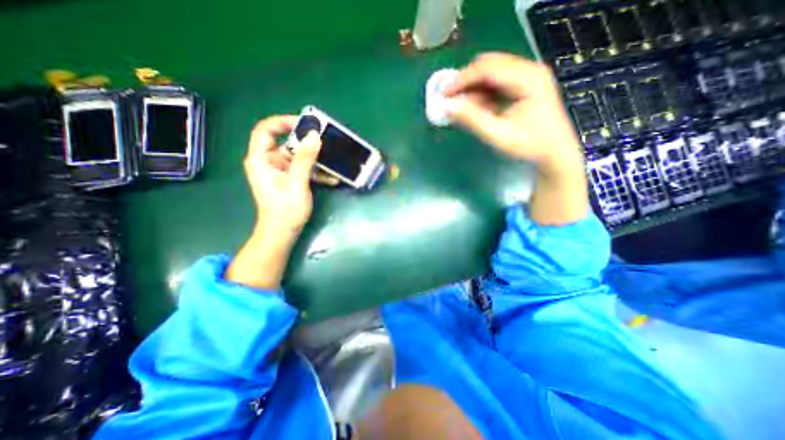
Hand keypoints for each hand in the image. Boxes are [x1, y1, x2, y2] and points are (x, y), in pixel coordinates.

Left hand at [230, 115, 334, 289]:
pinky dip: (316, 172)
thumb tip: (314, 136)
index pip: (265, 130)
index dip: (283, 122)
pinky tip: (332, 178)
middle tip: (325, 141)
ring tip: (333, 160)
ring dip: (315, 159)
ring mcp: (280, 171)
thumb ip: (304, 159)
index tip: (304, 124)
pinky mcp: (290, 179)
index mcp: (261, 160)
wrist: (283, 232)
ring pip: (298, 157)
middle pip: (286, 143)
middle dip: (306, 143)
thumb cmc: (285, 210)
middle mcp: (269, 162)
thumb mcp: (296, 183)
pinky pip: (303, 169)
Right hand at [447, 52, 580, 172]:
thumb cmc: (529, 145)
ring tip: (461, 106)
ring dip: (473, 87)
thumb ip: (472, 120)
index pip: (487, 68)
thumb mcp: (498, 135)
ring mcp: (528, 76)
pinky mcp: (525, 84)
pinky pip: (497, 82)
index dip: (462, 79)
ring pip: (492, 72)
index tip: (443, 92)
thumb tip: (447, 107)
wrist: (555, 152)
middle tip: (450, 98)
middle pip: (489, 65)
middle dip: (466, 81)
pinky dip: (483, 92)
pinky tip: (476, 107)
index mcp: (527, 78)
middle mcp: (529, 70)